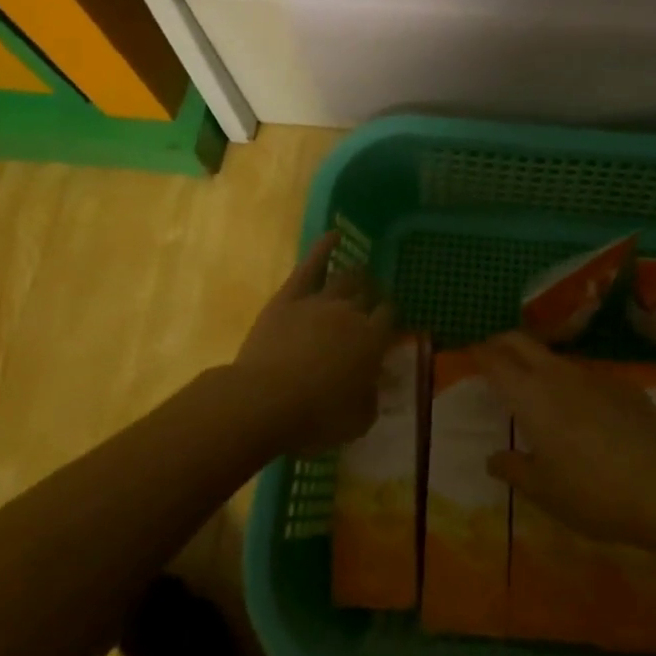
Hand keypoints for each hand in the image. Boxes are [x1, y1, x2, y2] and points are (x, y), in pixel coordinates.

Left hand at [232, 232, 393, 454]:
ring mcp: (319, 301)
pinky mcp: (289, 298)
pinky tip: (333, 235)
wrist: (265, 400)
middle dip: (374, 294)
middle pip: (368, 294)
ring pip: (344, 279)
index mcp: (372, 340)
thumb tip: (378, 384)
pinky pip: (310, 266)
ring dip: (355, 275)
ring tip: (360, 272)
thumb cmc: (316, 417)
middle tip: (374, 298)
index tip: (389, 321)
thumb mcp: (357, 420)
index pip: (389, 317)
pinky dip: (323, 248)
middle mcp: (351, 313)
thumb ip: (372, 398)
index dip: (391, 317)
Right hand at [473, 332, 655, 547]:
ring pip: (556, 358)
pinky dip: (574, 384)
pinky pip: (588, 377)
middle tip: (493, 354)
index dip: (480, 353)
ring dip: (539, 363)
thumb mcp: (545, 492)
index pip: (496, 360)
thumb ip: (515, 470)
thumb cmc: (593, 493)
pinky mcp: (624, 385)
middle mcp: (558, 375)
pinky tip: (585, 413)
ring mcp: (594, 376)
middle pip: (522, 342)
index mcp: (531, 396)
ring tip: (536, 387)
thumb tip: (493, 458)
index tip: (470, 353)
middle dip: (503, 342)